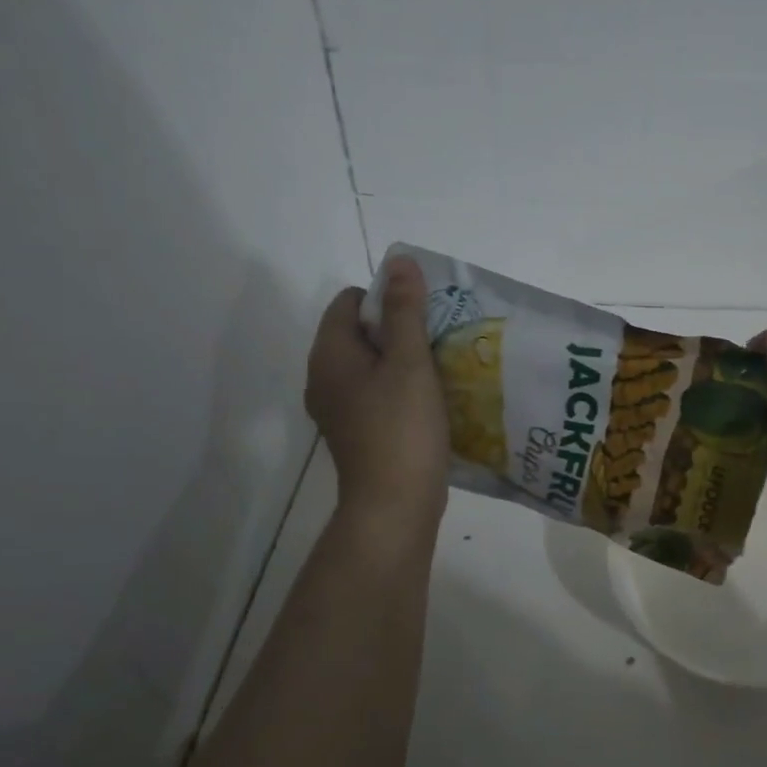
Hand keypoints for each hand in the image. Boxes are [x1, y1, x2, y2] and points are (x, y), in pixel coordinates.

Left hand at [306, 256, 449, 535]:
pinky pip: (376, 395)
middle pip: (361, 334)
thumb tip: (400, 261)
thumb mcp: (409, 362)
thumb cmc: (402, 428)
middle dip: (400, 331)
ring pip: (371, 367)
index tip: (425, 319)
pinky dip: (400, 390)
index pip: (351, 302)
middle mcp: (324, 378)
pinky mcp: (357, 433)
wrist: (394, 505)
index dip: (388, 300)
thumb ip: (406, 311)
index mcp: (330, 354)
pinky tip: (431, 403)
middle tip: (439, 342)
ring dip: (404, 362)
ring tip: (442, 370)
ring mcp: (338, 409)